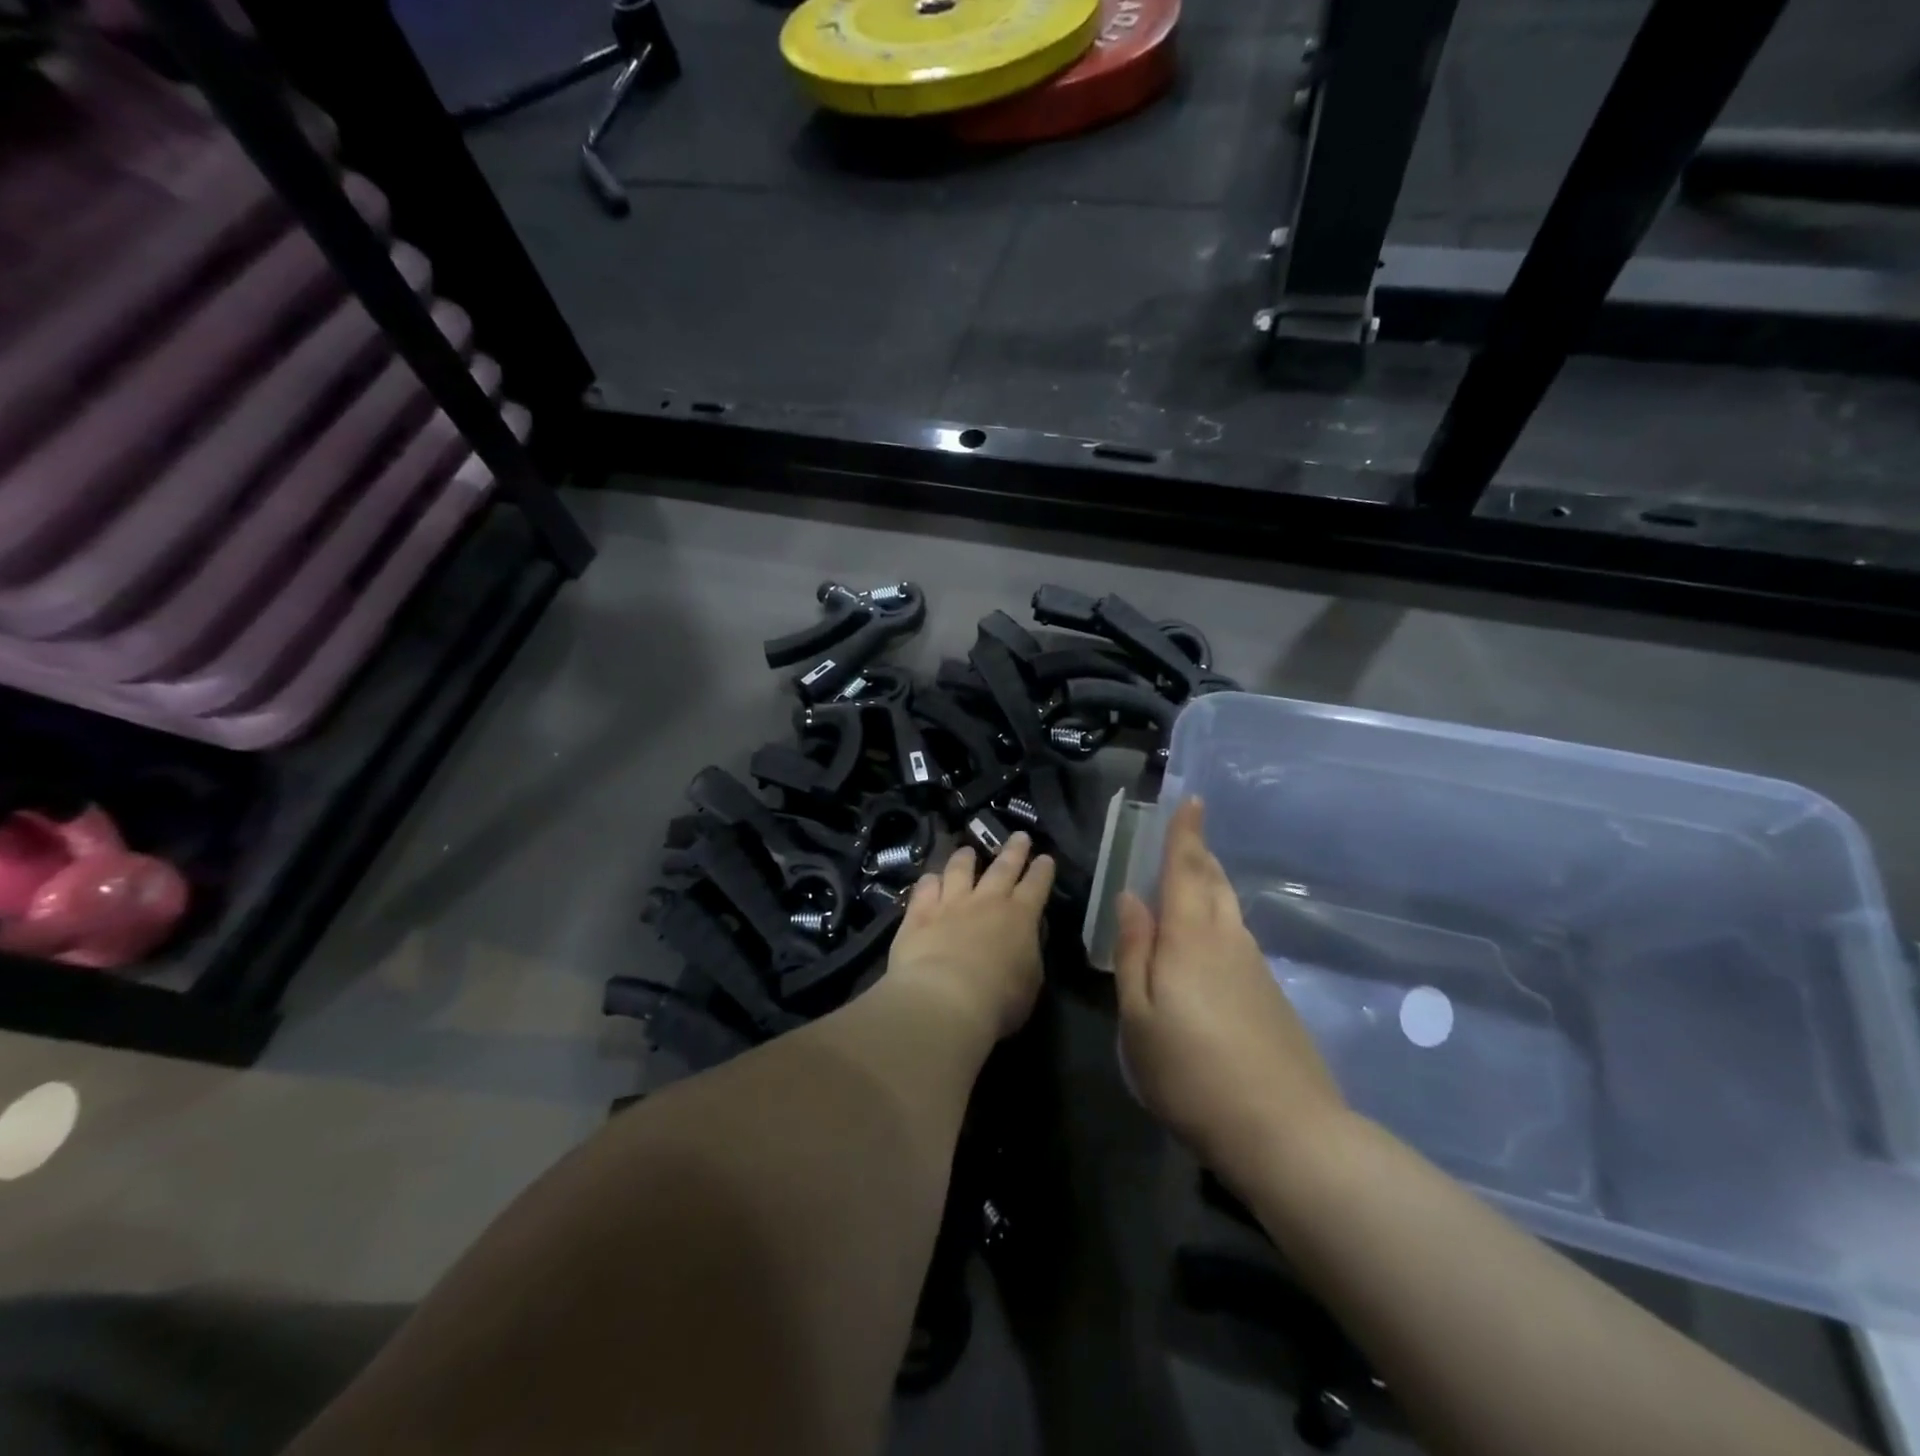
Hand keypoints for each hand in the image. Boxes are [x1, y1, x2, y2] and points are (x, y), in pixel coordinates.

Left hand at [885, 833, 1054, 1041]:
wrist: (944, 999)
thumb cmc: (997, 1000)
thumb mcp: (1031, 981)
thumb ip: (1029, 954)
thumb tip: (1026, 939)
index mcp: (1021, 917)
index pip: (1037, 885)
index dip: (1043, 870)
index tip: (1045, 858)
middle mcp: (987, 901)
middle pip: (1003, 867)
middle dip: (1014, 850)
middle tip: (1020, 835)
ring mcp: (951, 902)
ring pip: (959, 869)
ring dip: (965, 857)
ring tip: (967, 850)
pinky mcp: (920, 912)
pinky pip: (925, 887)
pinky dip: (930, 880)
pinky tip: (930, 878)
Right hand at [1115, 799, 1345, 1176]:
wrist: (1286, 1132)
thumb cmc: (1192, 1074)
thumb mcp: (1139, 1018)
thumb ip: (1134, 953)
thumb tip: (1130, 899)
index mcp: (1190, 938)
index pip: (1186, 869)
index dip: (1186, 834)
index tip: (1193, 800)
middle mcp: (1228, 941)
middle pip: (1213, 883)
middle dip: (1199, 854)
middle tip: (1187, 835)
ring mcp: (1256, 968)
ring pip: (1229, 910)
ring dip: (1210, 884)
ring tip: (1192, 876)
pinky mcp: (1272, 996)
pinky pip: (1238, 939)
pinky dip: (1220, 922)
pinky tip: (1209, 943)